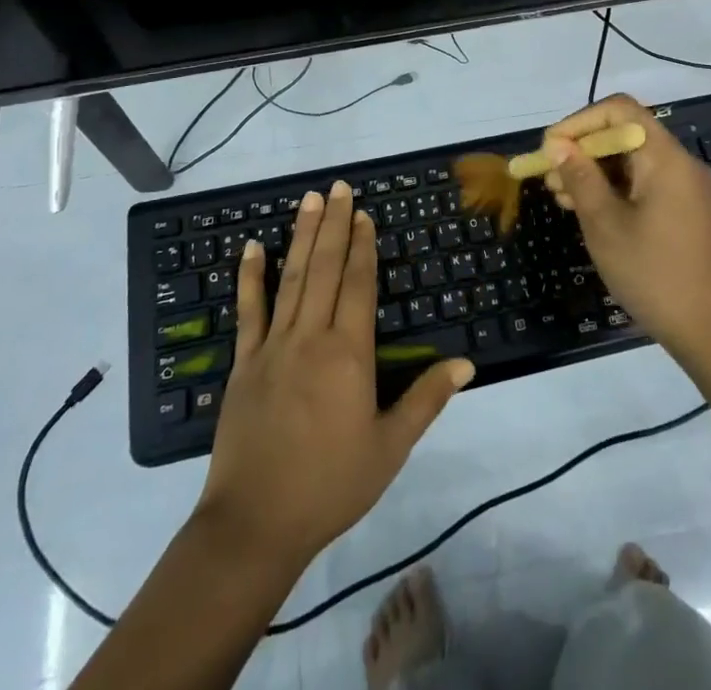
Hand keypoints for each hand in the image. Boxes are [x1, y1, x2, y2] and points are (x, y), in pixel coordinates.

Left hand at [198, 182, 473, 569]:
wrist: (255, 523)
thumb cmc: (331, 485)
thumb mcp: (390, 448)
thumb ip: (426, 399)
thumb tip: (466, 363)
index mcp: (349, 353)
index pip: (359, 284)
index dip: (364, 246)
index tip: (365, 214)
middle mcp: (311, 336)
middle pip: (326, 268)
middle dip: (336, 224)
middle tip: (340, 187)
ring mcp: (273, 346)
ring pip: (292, 278)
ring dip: (303, 236)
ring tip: (310, 200)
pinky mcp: (244, 362)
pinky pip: (249, 310)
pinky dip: (250, 276)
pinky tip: (253, 247)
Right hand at [541, 94, 710, 360]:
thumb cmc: (653, 274)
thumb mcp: (605, 224)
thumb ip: (580, 177)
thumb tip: (557, 145)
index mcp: (665, 157)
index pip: (619, 110)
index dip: (580, 121)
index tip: (551, 148)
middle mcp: (680, 163)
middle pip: (625, 133)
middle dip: (583, 149)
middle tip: (549, 176)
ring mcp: (686, 187)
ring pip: (632, 160)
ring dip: (595, 170)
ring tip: (561, 196)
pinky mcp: (686, 210)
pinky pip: (644, 182)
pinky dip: (614, 188)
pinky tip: (588, 209)